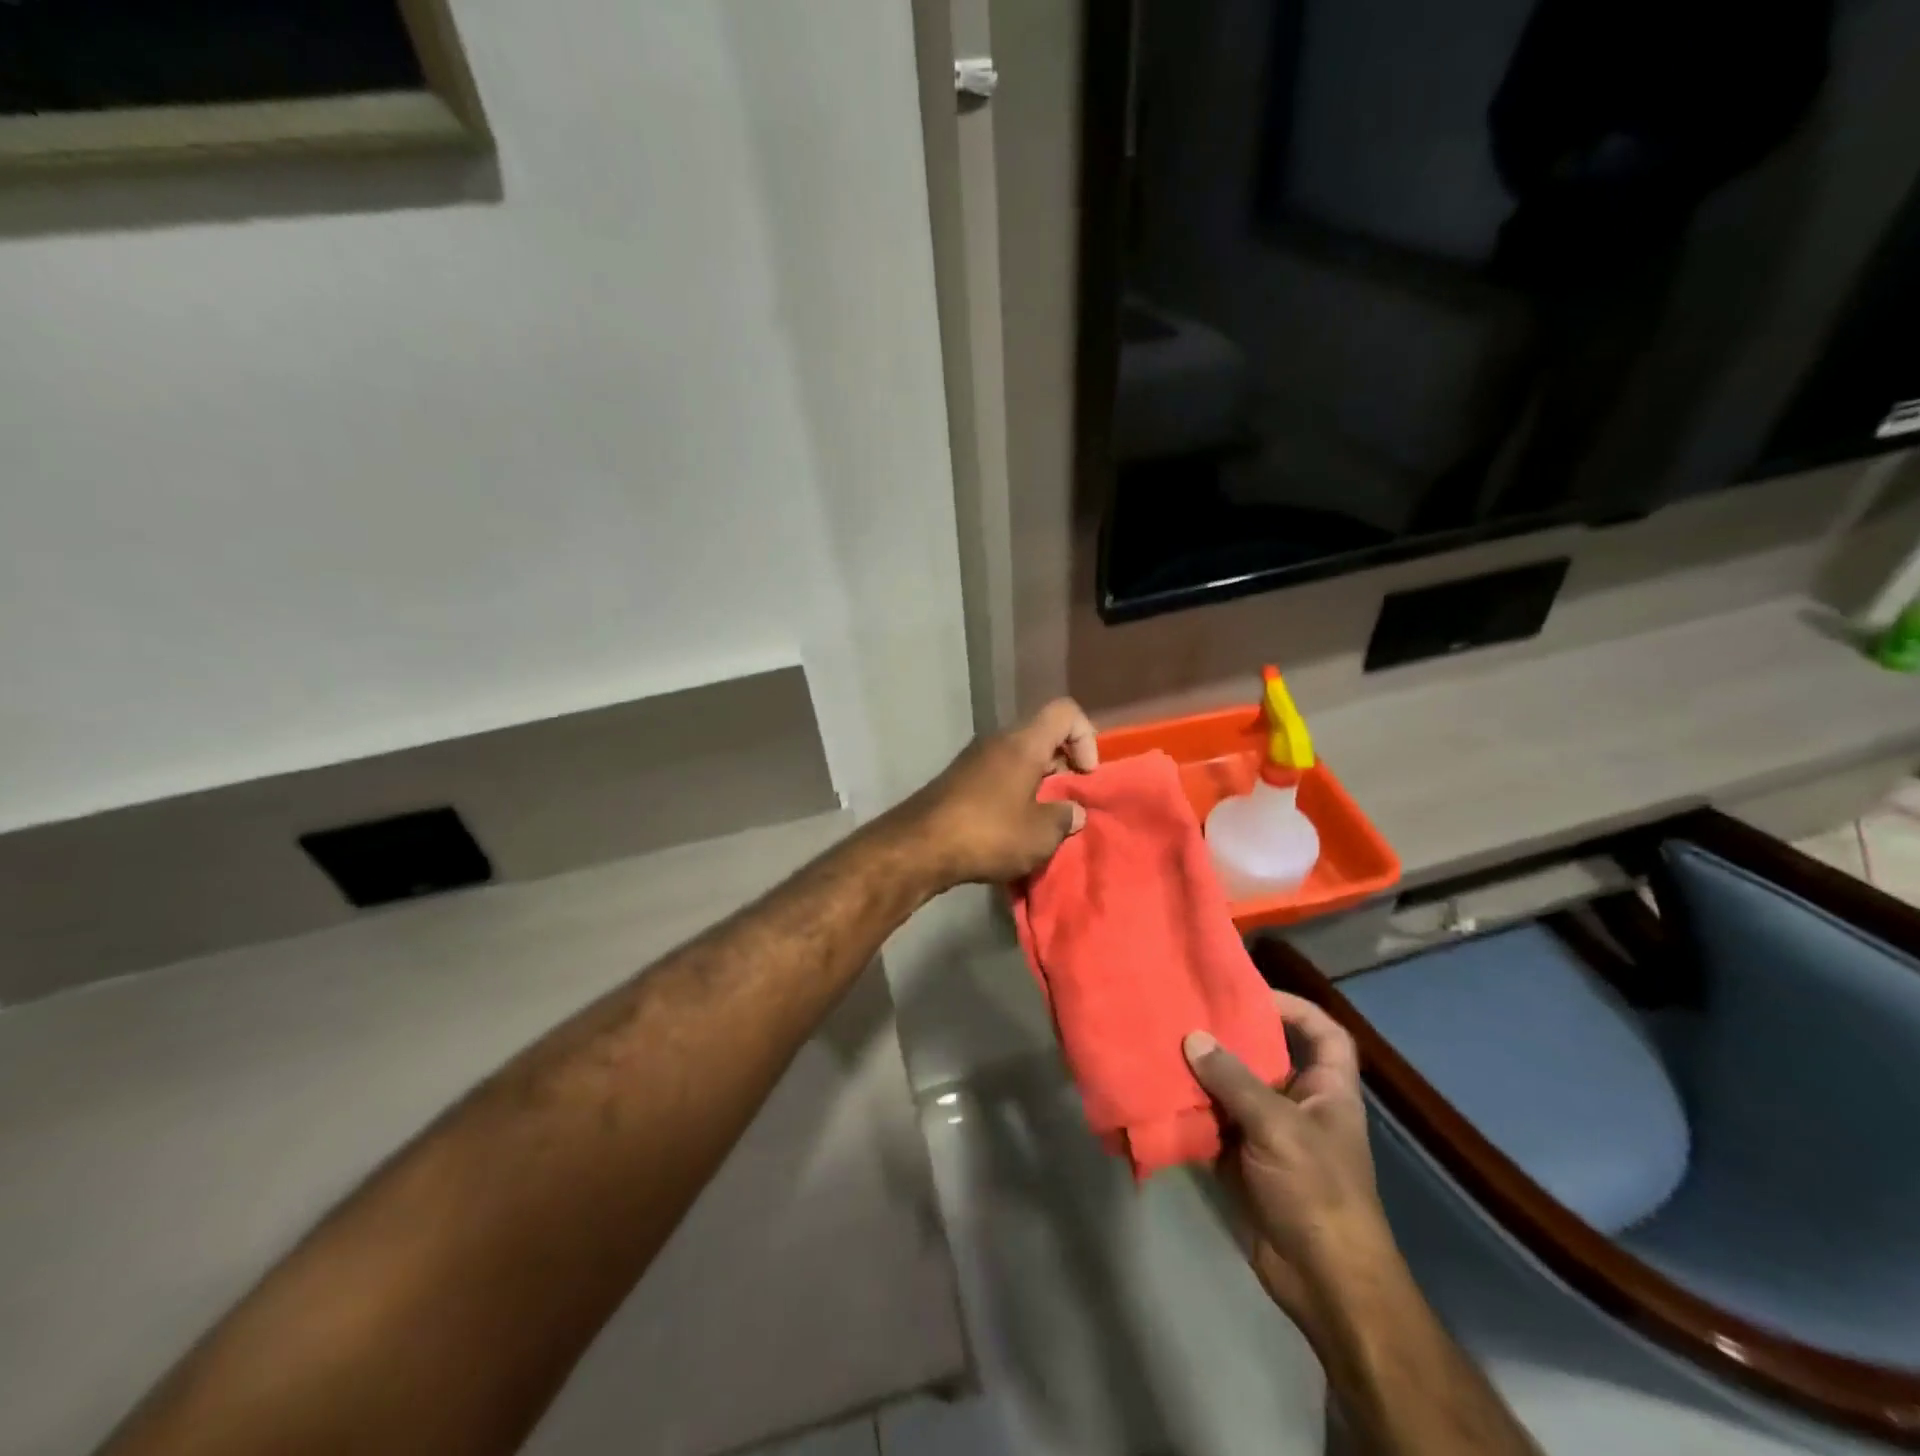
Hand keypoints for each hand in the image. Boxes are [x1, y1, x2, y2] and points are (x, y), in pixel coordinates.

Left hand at [899, 698, 1098, 887]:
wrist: (918, 847)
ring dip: (1037, 784)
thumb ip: (1064, 818)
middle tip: (1067, 803)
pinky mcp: (958, 780)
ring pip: (1019, 758)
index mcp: (1023, 743)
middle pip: (1042, 736)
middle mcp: (998, 741)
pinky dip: (1013, 794)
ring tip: (1042, 822)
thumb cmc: (988, 833)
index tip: (1085, 776)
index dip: (1086, 737)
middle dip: (1063, 766)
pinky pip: (998, 776)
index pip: (1065, 711)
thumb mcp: (1040, 834)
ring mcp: (974, 760)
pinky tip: (1012, 829)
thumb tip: (1071, 812)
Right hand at [1184, 992, 1398, 1342]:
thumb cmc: (1317, 1191)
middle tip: (1185, 1010)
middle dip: (1228, 1035)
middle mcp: (1298, 1103)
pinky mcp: (1241, 1159)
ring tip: (1162, 1042)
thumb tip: (1192, 1038)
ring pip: (1232, 1088)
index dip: (1294, 1007)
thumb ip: (1233, 1080)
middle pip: (1265, 1055)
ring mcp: (1268, 1133)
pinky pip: (1212, 1121)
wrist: (1322, 1281)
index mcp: (1326, 1089)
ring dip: (1201, 1072)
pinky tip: (1158, 1091)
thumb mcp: (1278, 1127)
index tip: (1248, 993)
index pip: (1323, 1033)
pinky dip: (1188, 1109)